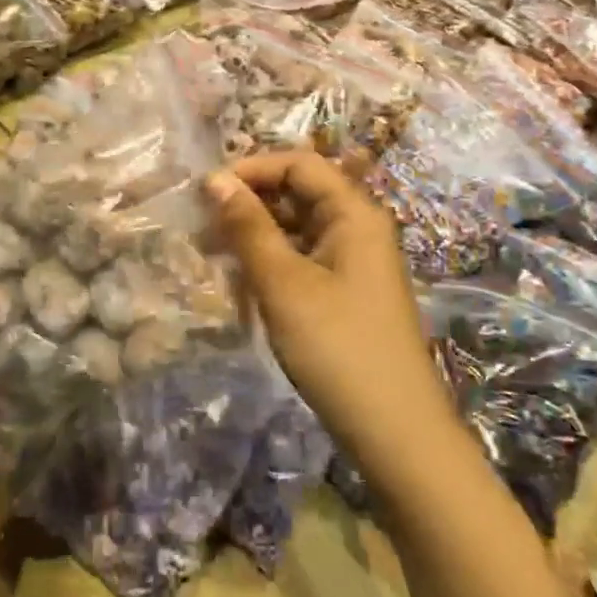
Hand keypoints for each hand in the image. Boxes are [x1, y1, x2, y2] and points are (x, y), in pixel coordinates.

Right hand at [207, 152, 439, 452]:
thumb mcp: (283, 283)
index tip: (206, 192)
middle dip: (249, 203)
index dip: (252, 169)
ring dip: (255, 235)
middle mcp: (357, 228)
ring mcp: (353, 263)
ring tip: (214, 255)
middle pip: (298, 193)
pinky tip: (242, 282)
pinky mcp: (344, 293)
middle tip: (203, 227)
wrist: (393, 432)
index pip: (299, 164)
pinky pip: (302, 259)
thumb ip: (248, 227)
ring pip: (296, 228)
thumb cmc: (337, 346)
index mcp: (354, 214)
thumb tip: (214, 179)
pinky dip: (270, 263)